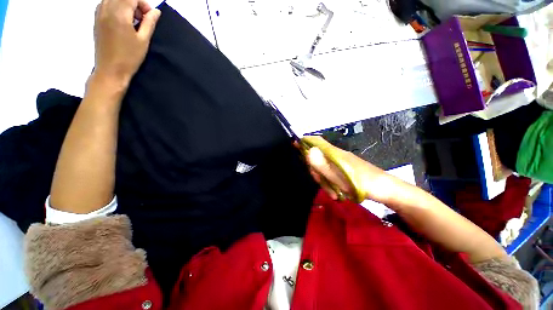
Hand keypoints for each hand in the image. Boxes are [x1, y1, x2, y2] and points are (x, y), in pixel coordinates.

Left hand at [93, 0, 160, 83]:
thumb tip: (156, 12)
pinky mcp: (96, 19)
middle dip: (135, 4)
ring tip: (132, 21)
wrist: (110, 70)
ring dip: (125, 5)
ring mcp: (99, 13)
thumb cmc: (129, 57)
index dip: (144, 5)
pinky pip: (106, 4)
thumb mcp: (143, 40)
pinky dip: (116, 8)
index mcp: (119, 13)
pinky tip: (122, 21)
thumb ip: (149, 23)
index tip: (149, 17)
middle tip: (142, 19)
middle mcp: (106, 9)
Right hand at [304, 136, 395, 203]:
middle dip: (316, 172)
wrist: (387, 191)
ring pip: (323, 169)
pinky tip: (337, 193)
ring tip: (334, 195)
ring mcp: (340, 163)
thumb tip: (309, 151)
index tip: (294, 145)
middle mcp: (336, 156)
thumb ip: (323, 165)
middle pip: (317, 158)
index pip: (317, 141)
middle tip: (322, 184)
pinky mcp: (344, 171)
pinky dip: (331, 184)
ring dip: (325, 182)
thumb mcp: (340, 177)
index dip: (305, 141)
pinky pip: (331, 175)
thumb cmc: (364, 183)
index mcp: (335, 153)